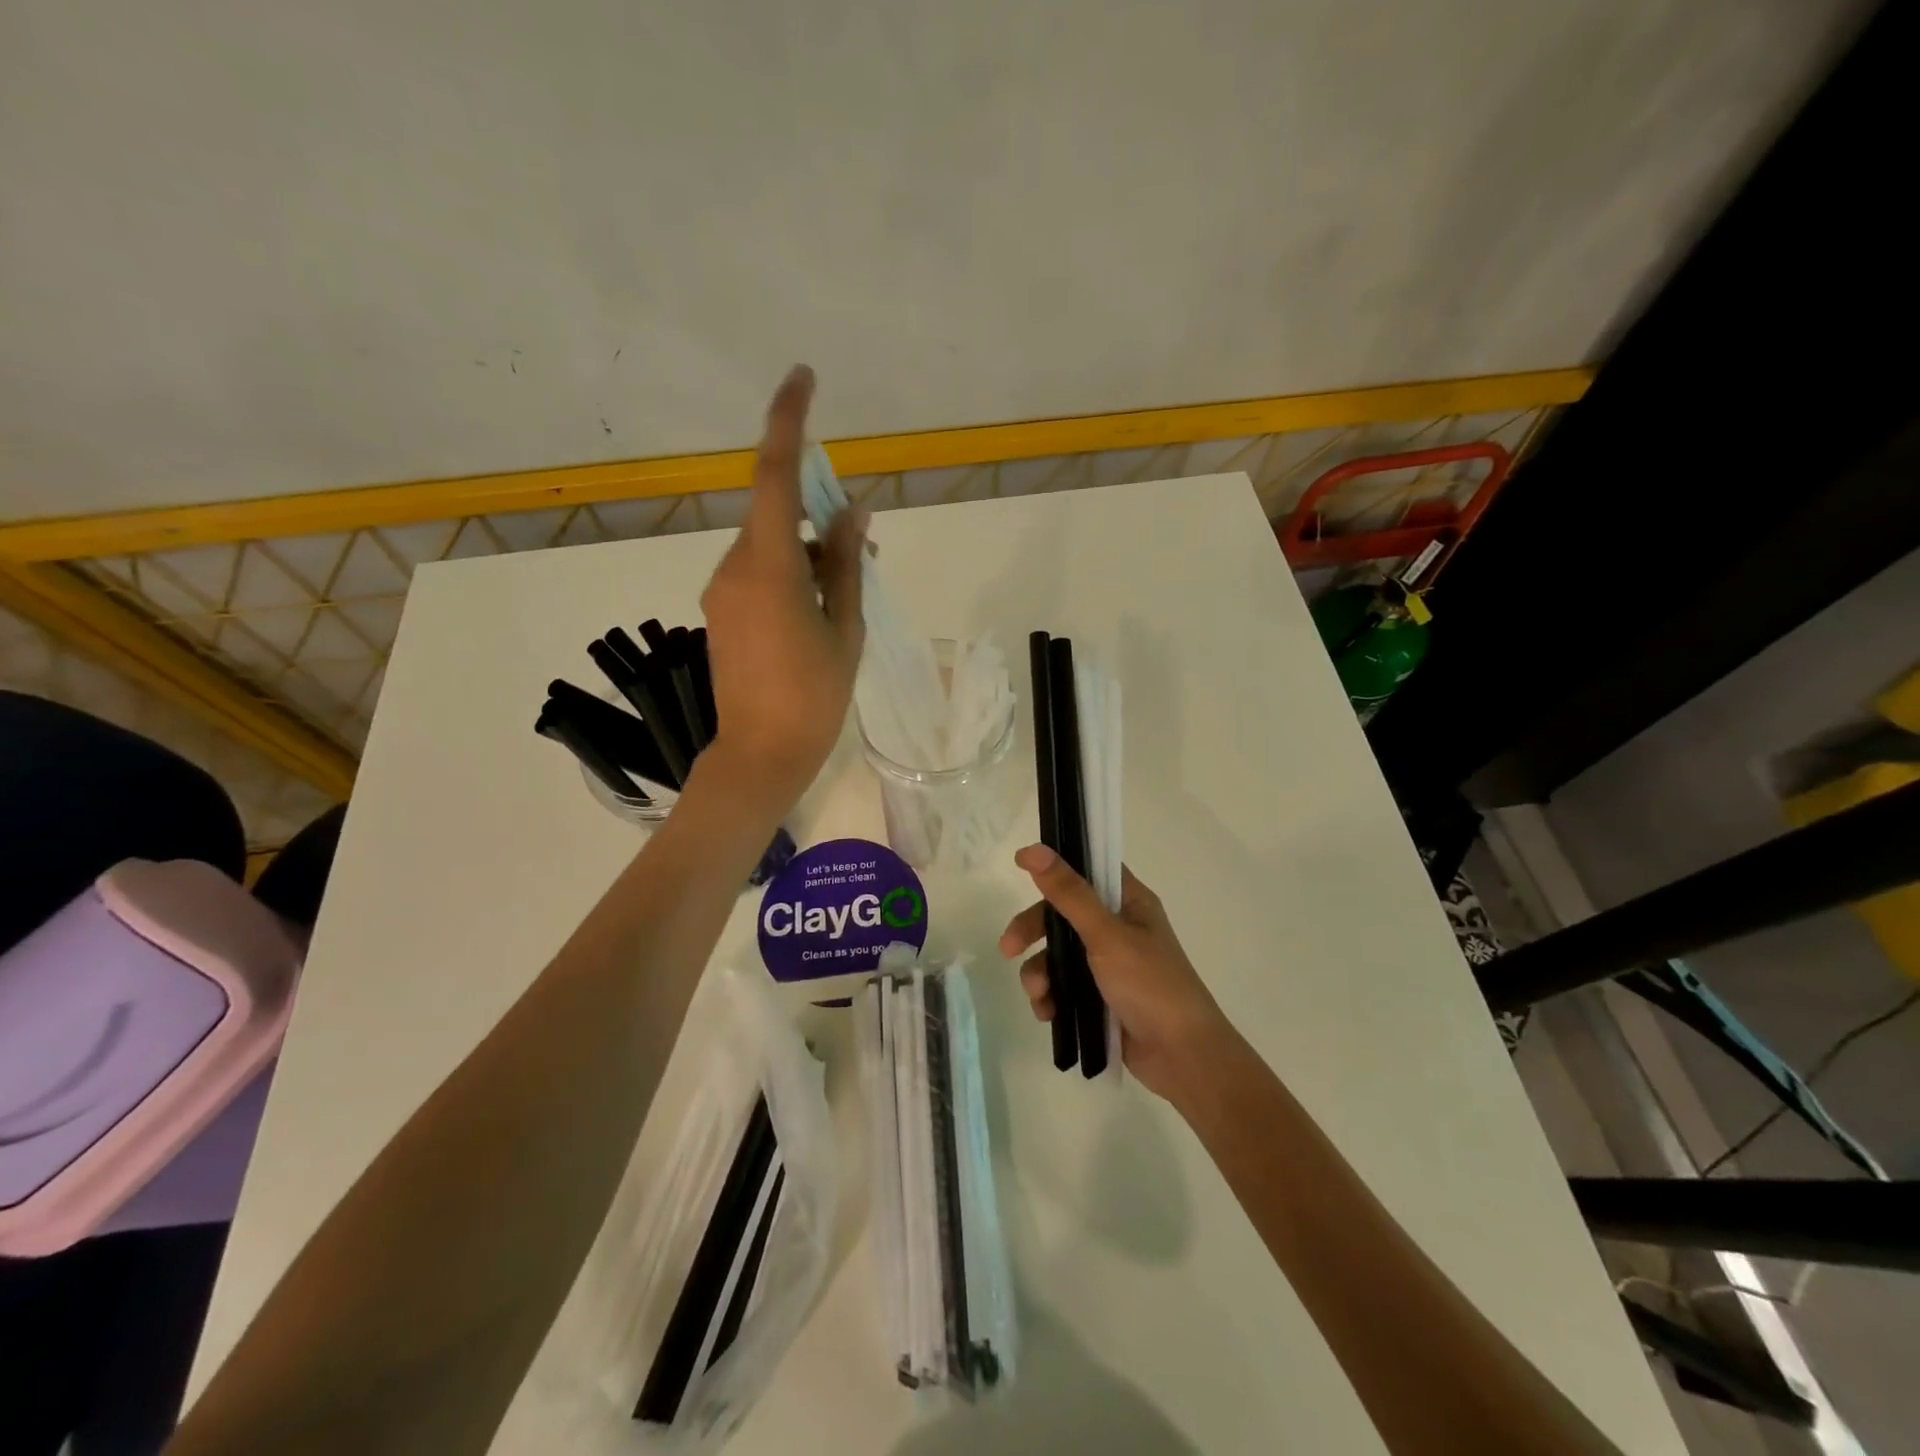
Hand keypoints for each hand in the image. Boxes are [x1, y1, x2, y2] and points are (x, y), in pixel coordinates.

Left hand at [701, 365, 866, 808]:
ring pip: (770, 547)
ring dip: (809, 554)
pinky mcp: (721, 612)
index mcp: (769, 567)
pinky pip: (758, 573)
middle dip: (819, 518)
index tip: (802, 379)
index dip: (788, 422)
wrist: (760, 755)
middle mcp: (734, 567)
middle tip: (864, 549)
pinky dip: (790, 575)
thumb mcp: (844, 627)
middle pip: (777, 516)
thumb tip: (854, 511)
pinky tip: (817, 610)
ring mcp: (722, 591)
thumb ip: (847, 563)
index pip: (774, 476)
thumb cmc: (814, 696)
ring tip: (848, 593)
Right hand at [1000, 844, 1236, 1102]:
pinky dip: (1051, 997)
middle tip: (1008, 948)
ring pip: (1057, 954)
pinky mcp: (1100, 997)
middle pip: (1062, 914)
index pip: (1088, 868)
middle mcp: (1118, 927)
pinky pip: (1063, 987)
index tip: (1021, 865)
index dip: (1057, 864)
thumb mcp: (1106, 934)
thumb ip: (1068, 893)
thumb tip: (1034, 849)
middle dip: (1032, 930)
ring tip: (1039, 996)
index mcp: (1129, 902)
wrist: (1182, 1057)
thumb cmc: (1150, 984)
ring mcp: (1109, 964)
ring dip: (1040, 972)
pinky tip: (1048, 1014)